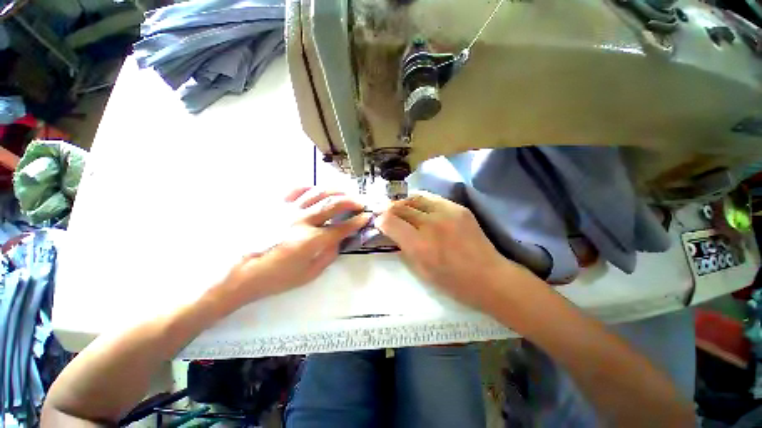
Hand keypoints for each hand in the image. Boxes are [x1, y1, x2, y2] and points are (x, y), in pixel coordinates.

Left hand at [217, 187, 371, 306]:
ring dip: (335, 191)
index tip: (366, 216)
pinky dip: (310, 188)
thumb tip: (339, 240)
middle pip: (333, 204)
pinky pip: (295, 190)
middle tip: (360, 202)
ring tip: (344, 192)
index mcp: (311, 241)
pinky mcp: (275, 206)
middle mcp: (302, 221)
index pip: (342, 227)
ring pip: (317, 193)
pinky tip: (317, 190)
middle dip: (351, 201)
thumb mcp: (308, 274)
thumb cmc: (275, 278)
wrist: (239, 271)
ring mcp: (287, 210)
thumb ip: (328, 255)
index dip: (357, 221)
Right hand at [376, 191, 519, 309]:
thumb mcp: (420, 270)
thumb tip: (392, 232)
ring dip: (403, 202)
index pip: (390, 221)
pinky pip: (432, 199)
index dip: (380, 220)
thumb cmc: (452, 282)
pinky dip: (420, 202)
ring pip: (415, 198)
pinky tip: (419, 208)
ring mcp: (446, 212)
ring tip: (400, 207)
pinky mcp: (458, 207)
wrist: (488, 276)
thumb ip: (403, 247)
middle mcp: (430, 224)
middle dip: (388, 209)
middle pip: (401, 207)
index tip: (379, 222)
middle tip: (385, 212)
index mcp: (419, 244)